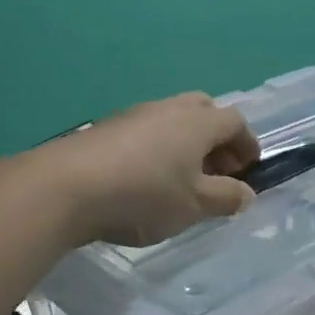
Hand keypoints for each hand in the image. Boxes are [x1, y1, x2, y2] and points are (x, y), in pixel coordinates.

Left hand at [37, 92, 259, 247]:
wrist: (65, 187)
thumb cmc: (144, 194)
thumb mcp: (195, 205)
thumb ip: (226, 198)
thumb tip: (247, 193)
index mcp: (198, 122)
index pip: (235, 122)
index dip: (247, 144)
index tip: (249, 170)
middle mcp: (168, 109)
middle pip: (203, 111)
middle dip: (216, 138)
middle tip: (217, 170)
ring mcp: (134, 115)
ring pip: (172, 121)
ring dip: (186, 144)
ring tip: (182, 180)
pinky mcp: (106, 128)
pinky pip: (145, 132)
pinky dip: (158, 149)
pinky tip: (146, 180)